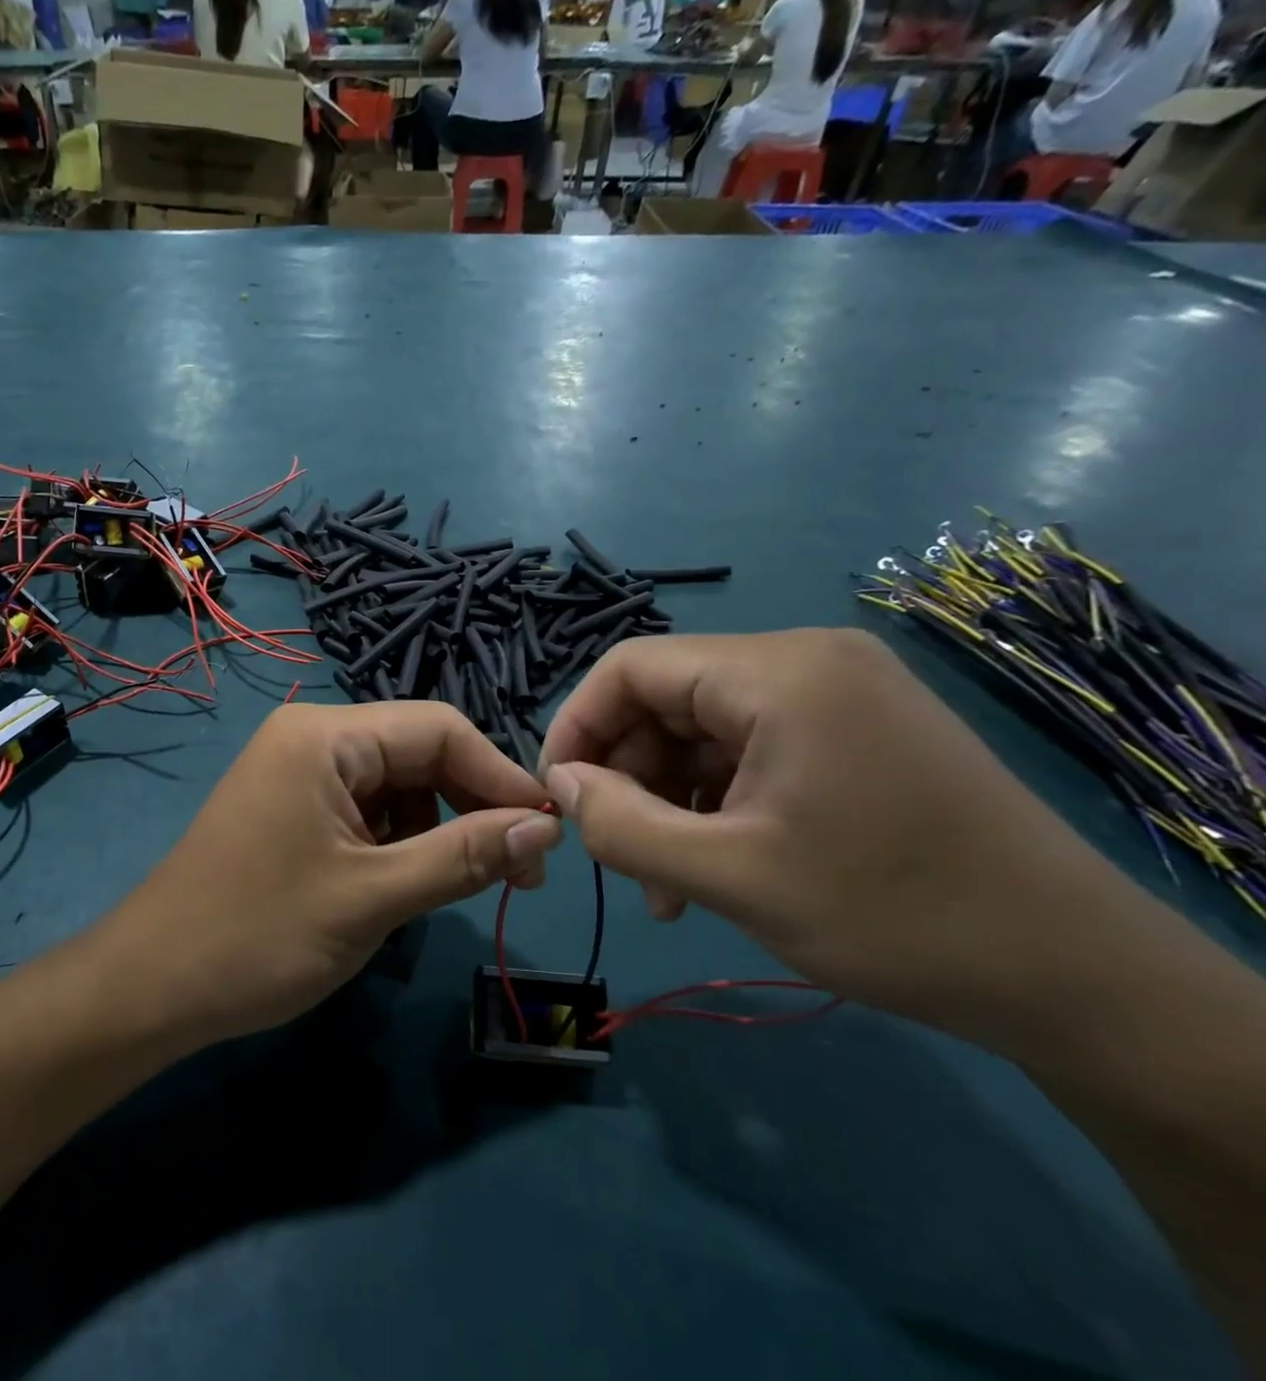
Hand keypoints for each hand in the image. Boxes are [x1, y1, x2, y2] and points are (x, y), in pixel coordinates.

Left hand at [93, 702, 559, 1050]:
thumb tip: (545, 827)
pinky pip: (364, 809)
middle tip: (518, 873)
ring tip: (456, 885)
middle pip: (417, 753)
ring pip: (395, 785)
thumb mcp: (374, 897)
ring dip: (435, 829)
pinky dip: (397, 842)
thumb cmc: (260, 936)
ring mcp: (297, 771)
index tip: (547, 834)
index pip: (438, 729)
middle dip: (470, 806)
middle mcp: (311, 737)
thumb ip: (464, 855)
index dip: (500, 776)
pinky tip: (400, 885)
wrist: (153, 986)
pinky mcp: (291, 806)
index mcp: (325, 735)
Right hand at [539, 629, 1152, 1043]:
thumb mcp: (730, 878)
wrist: (1079, 977)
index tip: (560, 797)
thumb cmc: (892, 915)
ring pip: (704, 730)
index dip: (578, 726)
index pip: (631, 667)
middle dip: (628, 775)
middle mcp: (806, 660)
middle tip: (619, 855)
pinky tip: (712, 867)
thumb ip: (622, 826)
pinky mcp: (856, 729)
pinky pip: (751, 749)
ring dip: (669, 799)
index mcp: (777, 673)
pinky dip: (716, 801)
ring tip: (665, 883)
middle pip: (668, 698)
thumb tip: (561, 785)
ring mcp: (838, 693)